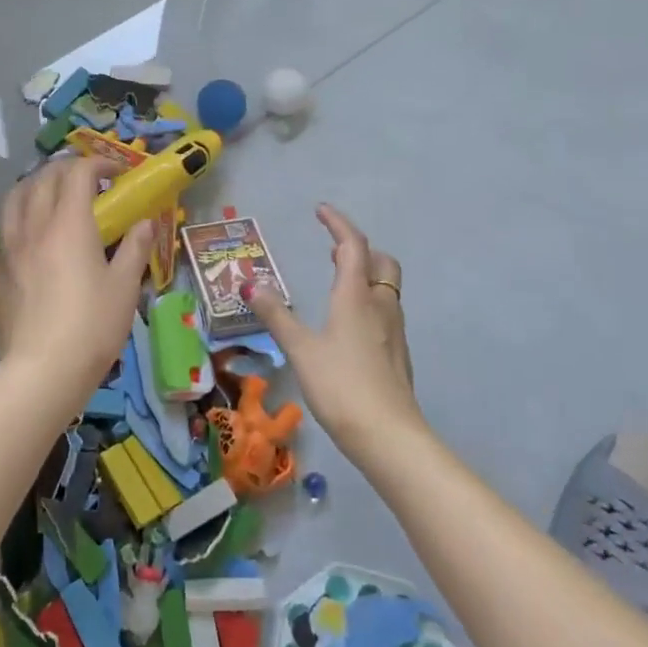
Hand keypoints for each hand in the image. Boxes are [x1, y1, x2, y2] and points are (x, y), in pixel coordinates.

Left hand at [0, 155, 153, 401]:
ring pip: (15, 195)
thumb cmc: (91, 327)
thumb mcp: (124, 287)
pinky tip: (31, 231)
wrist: (41, 371)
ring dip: (37, 184)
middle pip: (44, 177)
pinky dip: (20, 212)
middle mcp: (34, 224)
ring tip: (53, 195)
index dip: (99, 163)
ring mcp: (8, 245)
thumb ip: (135, 248)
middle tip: (90, 181)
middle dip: (68, 169)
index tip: (118, 173)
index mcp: (68, 223)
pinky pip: (4, 224)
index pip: (77, 172)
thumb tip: (145, 223)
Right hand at [244, 204, 420, 456]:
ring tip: (339, 280)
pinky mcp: (398, 354)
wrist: (389, 436)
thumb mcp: (300, 349)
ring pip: (386, 287)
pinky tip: (350, 323)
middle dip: (360, 249)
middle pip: (381, 262)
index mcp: (356, 296)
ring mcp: (394, 330)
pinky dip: (369, 300)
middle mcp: (380, 306)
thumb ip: (276, 315)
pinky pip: (386, 311)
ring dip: (366, 273)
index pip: (352, 245)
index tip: (321, 210)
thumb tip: (250, 285)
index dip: (338, 223)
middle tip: (333, 249)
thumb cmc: (341, 385)